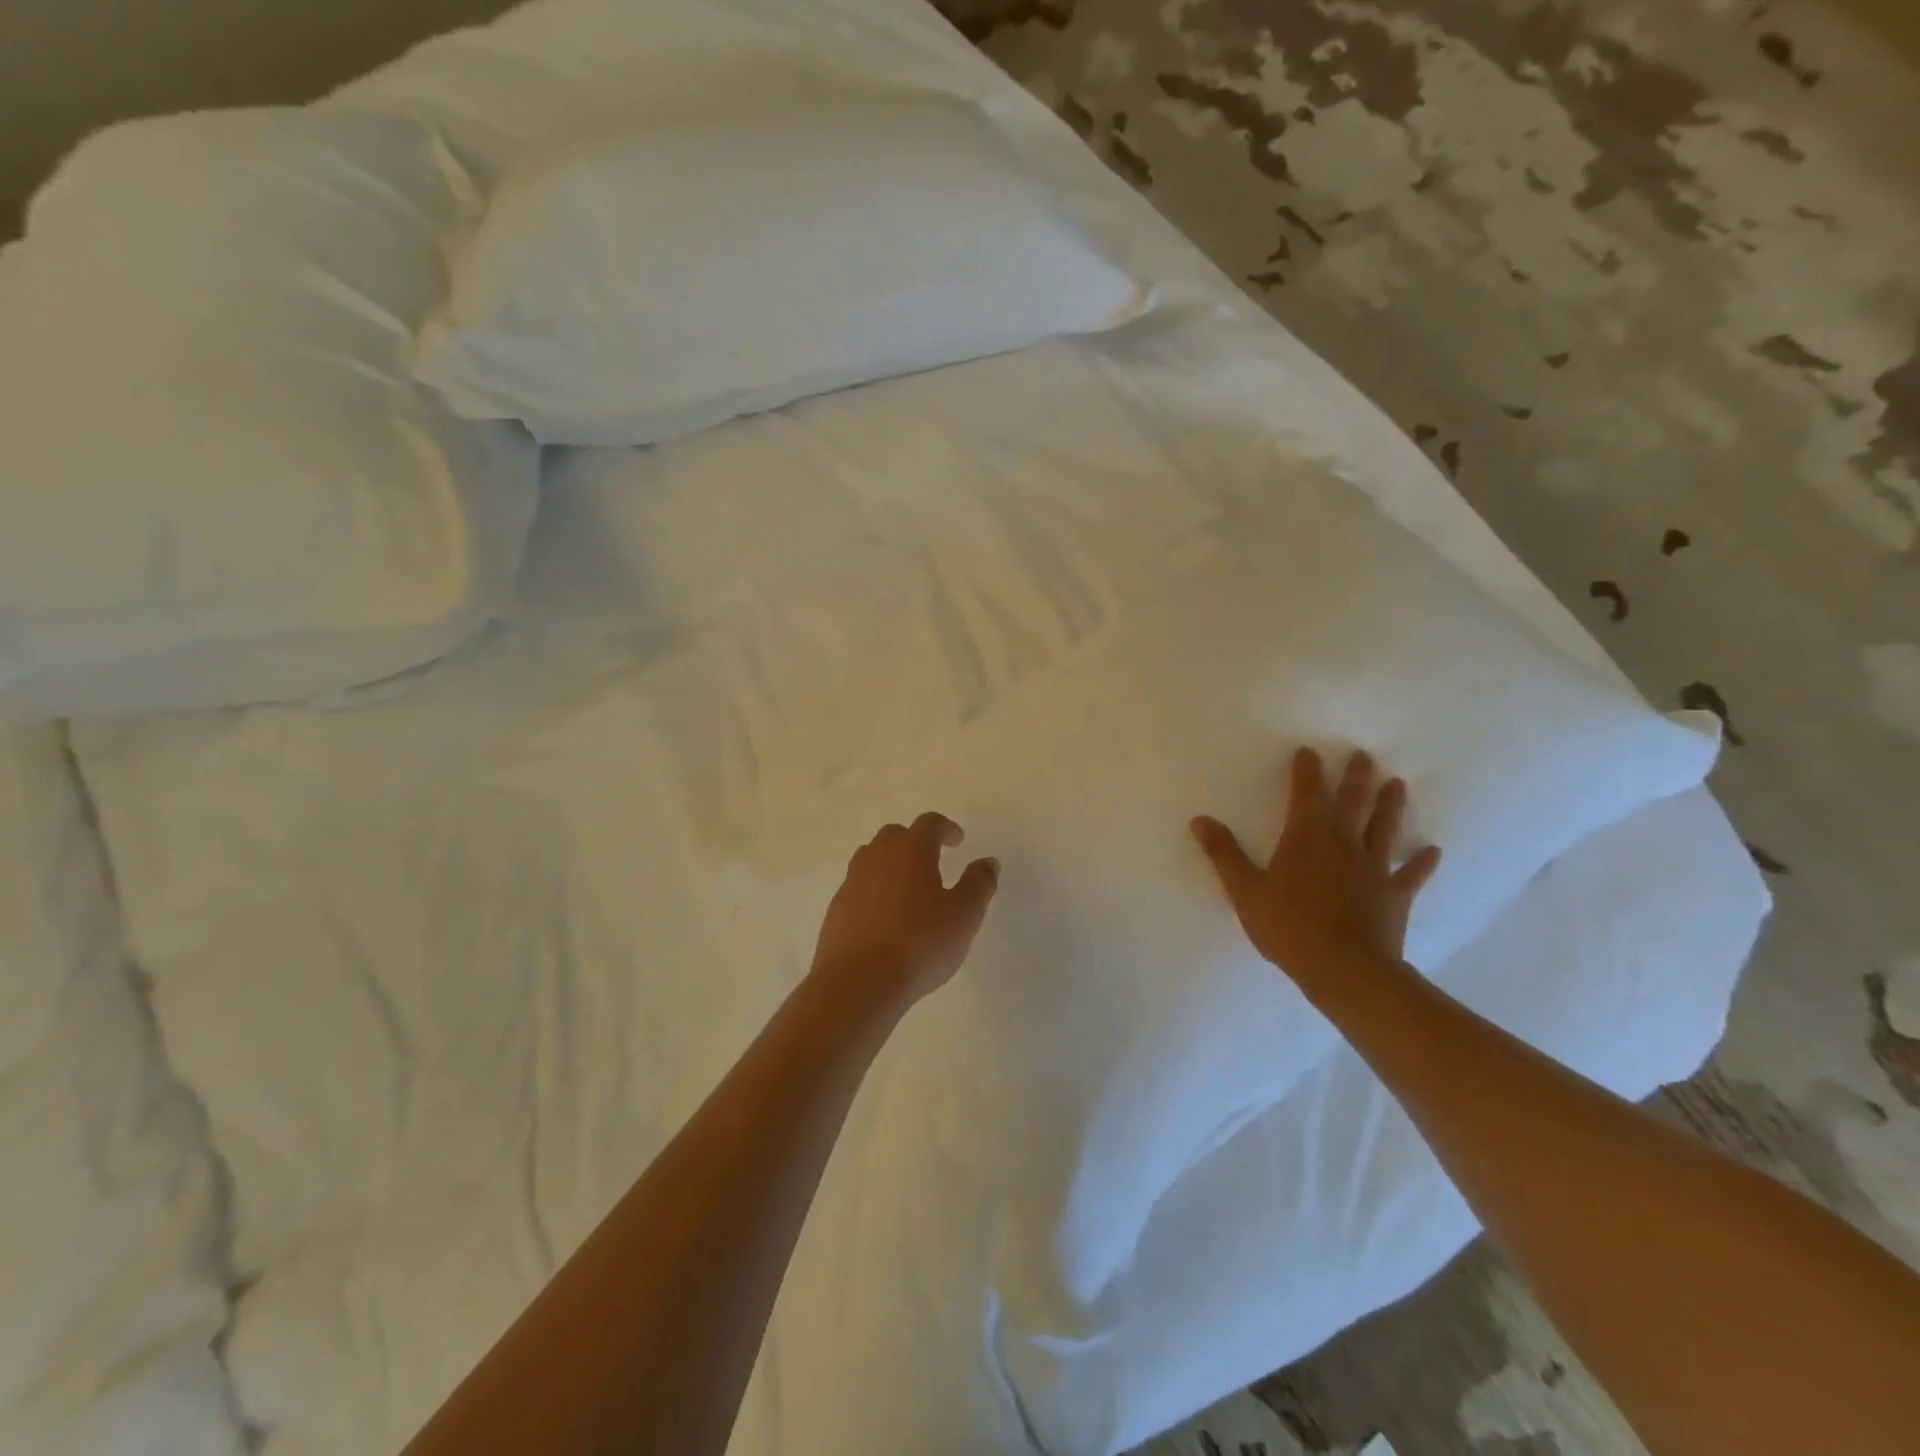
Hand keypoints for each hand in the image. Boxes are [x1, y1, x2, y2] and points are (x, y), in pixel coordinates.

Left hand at [809, 813, 999, 1017]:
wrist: (858, 982)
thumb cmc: (920, 943)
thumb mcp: (964, 915)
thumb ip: (979, 884)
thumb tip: (988, 862)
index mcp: (911, 850)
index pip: (929, 824)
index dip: (946, 828)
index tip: (957, 840)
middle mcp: (877, 857)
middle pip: (895, 836)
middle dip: (915, 842)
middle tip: (933, 861)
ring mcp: (852, 882)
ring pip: (873, 859)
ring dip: (891, 865)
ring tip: (908, 889)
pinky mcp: (837, 909)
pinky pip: (859, 887)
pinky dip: (874, 892)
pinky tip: (886, 918)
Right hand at [1191, 748, 1441, 999]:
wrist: (1346, 970)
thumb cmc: (1289, 927)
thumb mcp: (1245, 891)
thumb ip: (1224, 854)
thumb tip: (1200, 821)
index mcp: (1306, 838)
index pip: (1306, 794)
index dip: (1307, 771)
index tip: (1309, 751)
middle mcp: (1343, 844)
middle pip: (1353, 803)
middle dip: (1356, 777)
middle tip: (1364, 755)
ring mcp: (1373, 869)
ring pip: (1384, 829)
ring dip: (1390, 806)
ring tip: (1397, 784)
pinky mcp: (1394, 896)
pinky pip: (1410, 874)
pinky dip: (1422, 862)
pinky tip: (1432, 850)